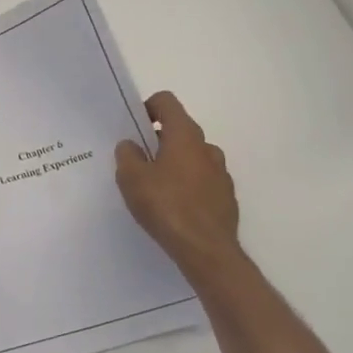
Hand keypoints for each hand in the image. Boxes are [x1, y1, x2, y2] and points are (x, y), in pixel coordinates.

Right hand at [116, 91, 242, 279]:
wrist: (206, 250)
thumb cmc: (166, 206)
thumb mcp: (132, 179)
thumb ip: (127, 155)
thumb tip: (130, 145)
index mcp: (185, 136)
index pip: (167, 102)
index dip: (147, 107)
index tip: (134, 128)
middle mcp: (207, 148)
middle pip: (179, 131)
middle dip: (157, 141)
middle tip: (137, 162)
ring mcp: (220, 173)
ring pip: (192, 157)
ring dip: (173, 164)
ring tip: (154, 189)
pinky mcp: (226, 196)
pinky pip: (202, 181)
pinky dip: (187, 186)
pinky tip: (173, 208)